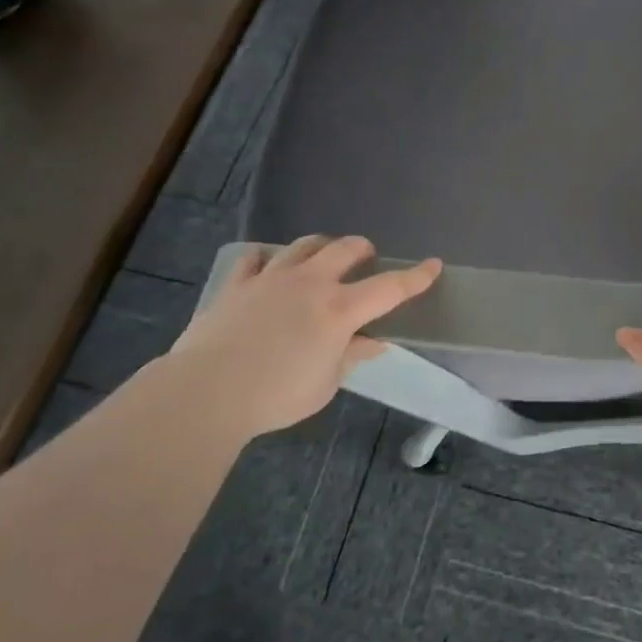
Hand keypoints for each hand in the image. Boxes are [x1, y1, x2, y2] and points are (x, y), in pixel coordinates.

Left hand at [167, 235, 441, 438]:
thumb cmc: (277, 395)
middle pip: (345, 249)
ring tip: (322, 258)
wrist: (207, 391)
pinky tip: (268, 268)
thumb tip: (374, 342)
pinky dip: (268, 260)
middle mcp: (310, 283)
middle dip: (362, 249)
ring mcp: (271, 278)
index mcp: (340, 309)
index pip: (389, 288)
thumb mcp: (326, 384)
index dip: (416, 276)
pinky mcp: (238, 283)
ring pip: (303, 245)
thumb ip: (352, 356)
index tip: (434, 265)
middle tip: (366, 258)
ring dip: (320, 247)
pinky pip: (255, 258)